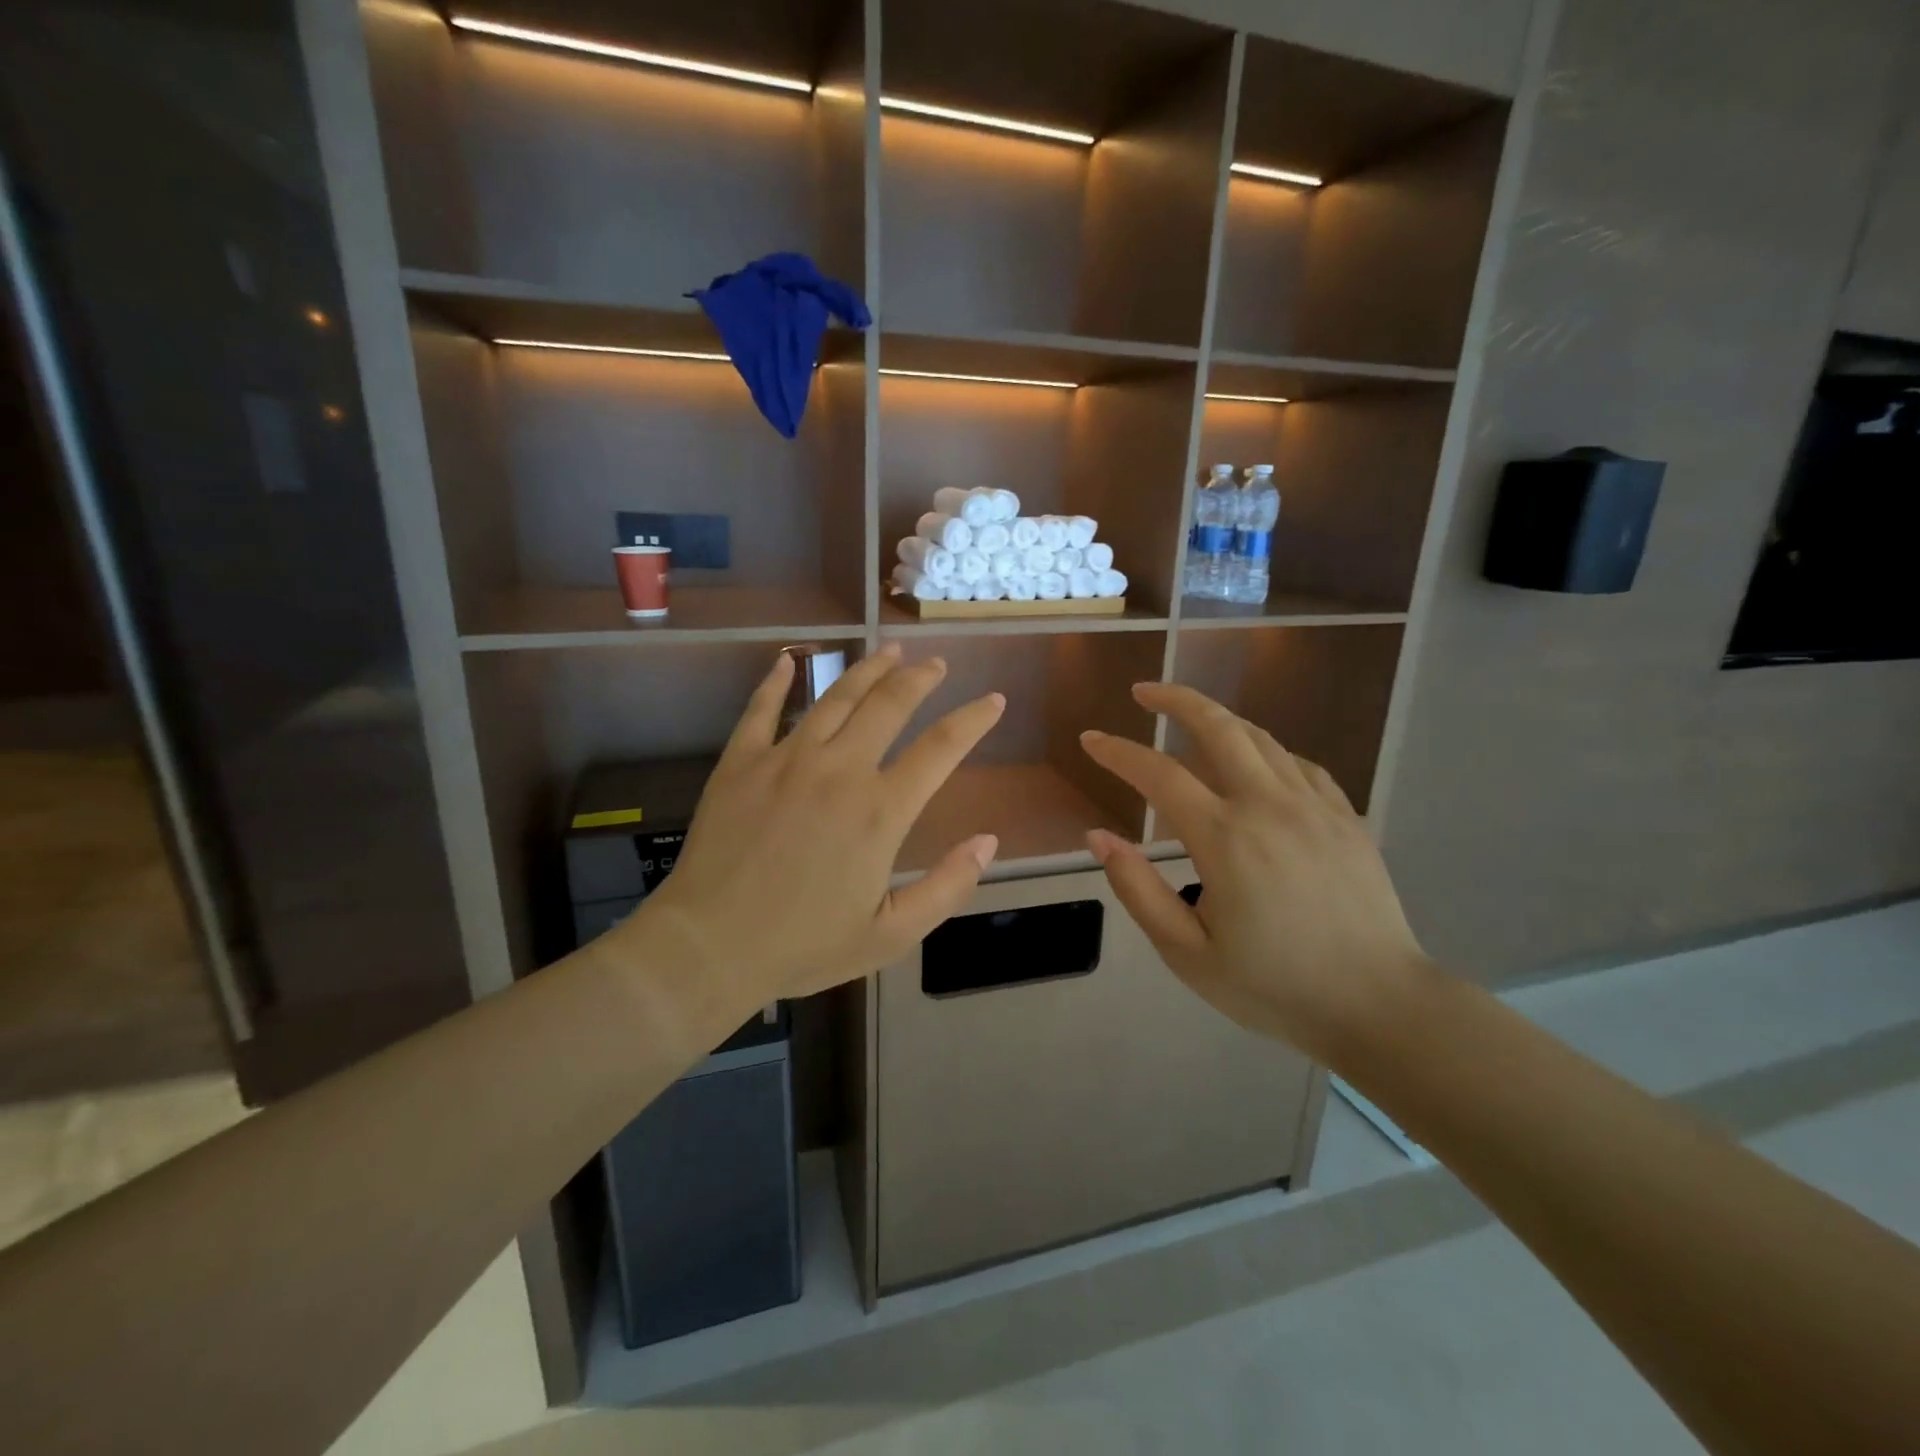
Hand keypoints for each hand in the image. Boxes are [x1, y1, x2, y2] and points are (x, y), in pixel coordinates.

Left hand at [607, 644, 1003, 1031]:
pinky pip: (761, 708)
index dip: (974, 719)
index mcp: (880, 810)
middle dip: (920, 678)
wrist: (709, 947)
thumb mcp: (891, 934)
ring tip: (888, 651)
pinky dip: (776, 680)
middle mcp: (839, 770)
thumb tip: (988, 841)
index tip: (994, 699)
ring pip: (835, 697)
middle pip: (889, 704)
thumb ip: (947, 886)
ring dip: (867, 669)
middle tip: (936, 663)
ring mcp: (786, 759)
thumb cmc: (804, 946)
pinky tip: (788, 660)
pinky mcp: (741, 762)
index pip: (941, 748)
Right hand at [1079, 683, 1431, 1061]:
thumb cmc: (1274, 987)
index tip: (1091, 740)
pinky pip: (1298, 764)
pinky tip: (1255, 764)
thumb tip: (1099, 837)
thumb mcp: (1187, 952)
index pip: (1158, 774)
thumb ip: (1137, 889)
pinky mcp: (1346, 818)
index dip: (1118, 752)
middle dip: (1175, 699)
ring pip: (1260, 738)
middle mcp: (1268, 805)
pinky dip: (1265, 751)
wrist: (1380, 1007)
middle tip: (1143, 691)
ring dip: (1218, 719)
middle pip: (1218, 726)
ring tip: (1190, 719)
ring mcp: (1314, 806)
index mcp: (1225, 838)